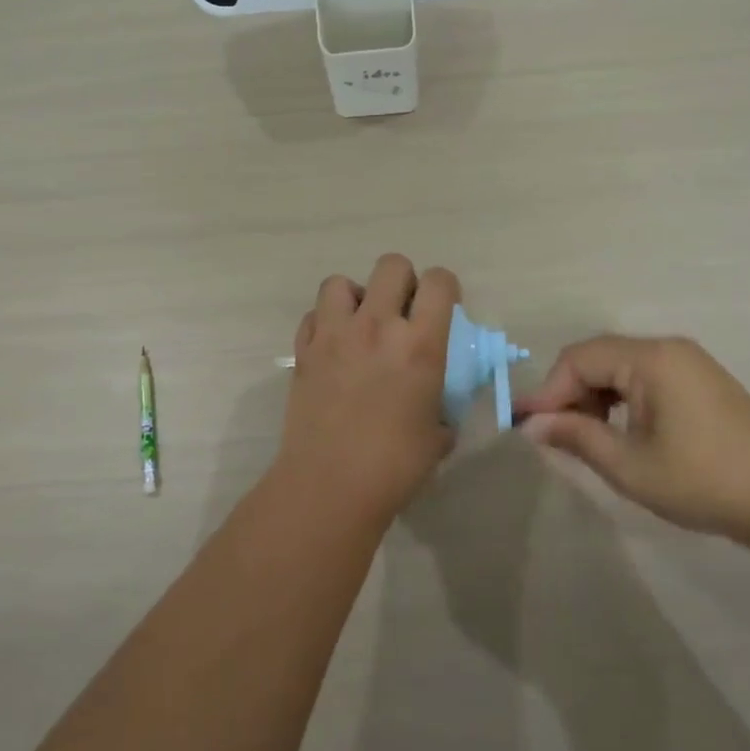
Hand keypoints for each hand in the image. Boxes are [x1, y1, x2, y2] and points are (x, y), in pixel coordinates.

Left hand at [273, 255, 459, 524]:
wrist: (330, 485)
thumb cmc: (395, 466)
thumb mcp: (438, 434)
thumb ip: (442, 408)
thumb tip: (438, 407)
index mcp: (420, 344)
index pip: (439, 282)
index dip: (445, 287)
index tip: (443, 307)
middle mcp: (377, 326)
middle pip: (392, 265)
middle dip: (403, 281)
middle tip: (402, 312)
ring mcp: (334, 334)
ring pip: (341, 282)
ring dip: (356, 296)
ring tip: (360, 323)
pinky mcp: (304, 350)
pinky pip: (313, 315)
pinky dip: (324, 323)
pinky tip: (333, 347)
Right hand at [515, 335, 749, 538]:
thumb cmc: (704, 481)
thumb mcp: (629, 465)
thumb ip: (576, 437)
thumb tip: (531, 425)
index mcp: (650, 359)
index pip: (578, 359)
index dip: (548, 391)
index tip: (526, 427)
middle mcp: (667, 349)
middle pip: (597, 357)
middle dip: (569, 393)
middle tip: (553, 435)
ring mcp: (686, 362)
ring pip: (618, 367)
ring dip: (593, 397)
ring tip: (583, 438)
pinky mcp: (698, 380)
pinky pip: (642, 377)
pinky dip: (619, 399)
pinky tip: (617, 432)